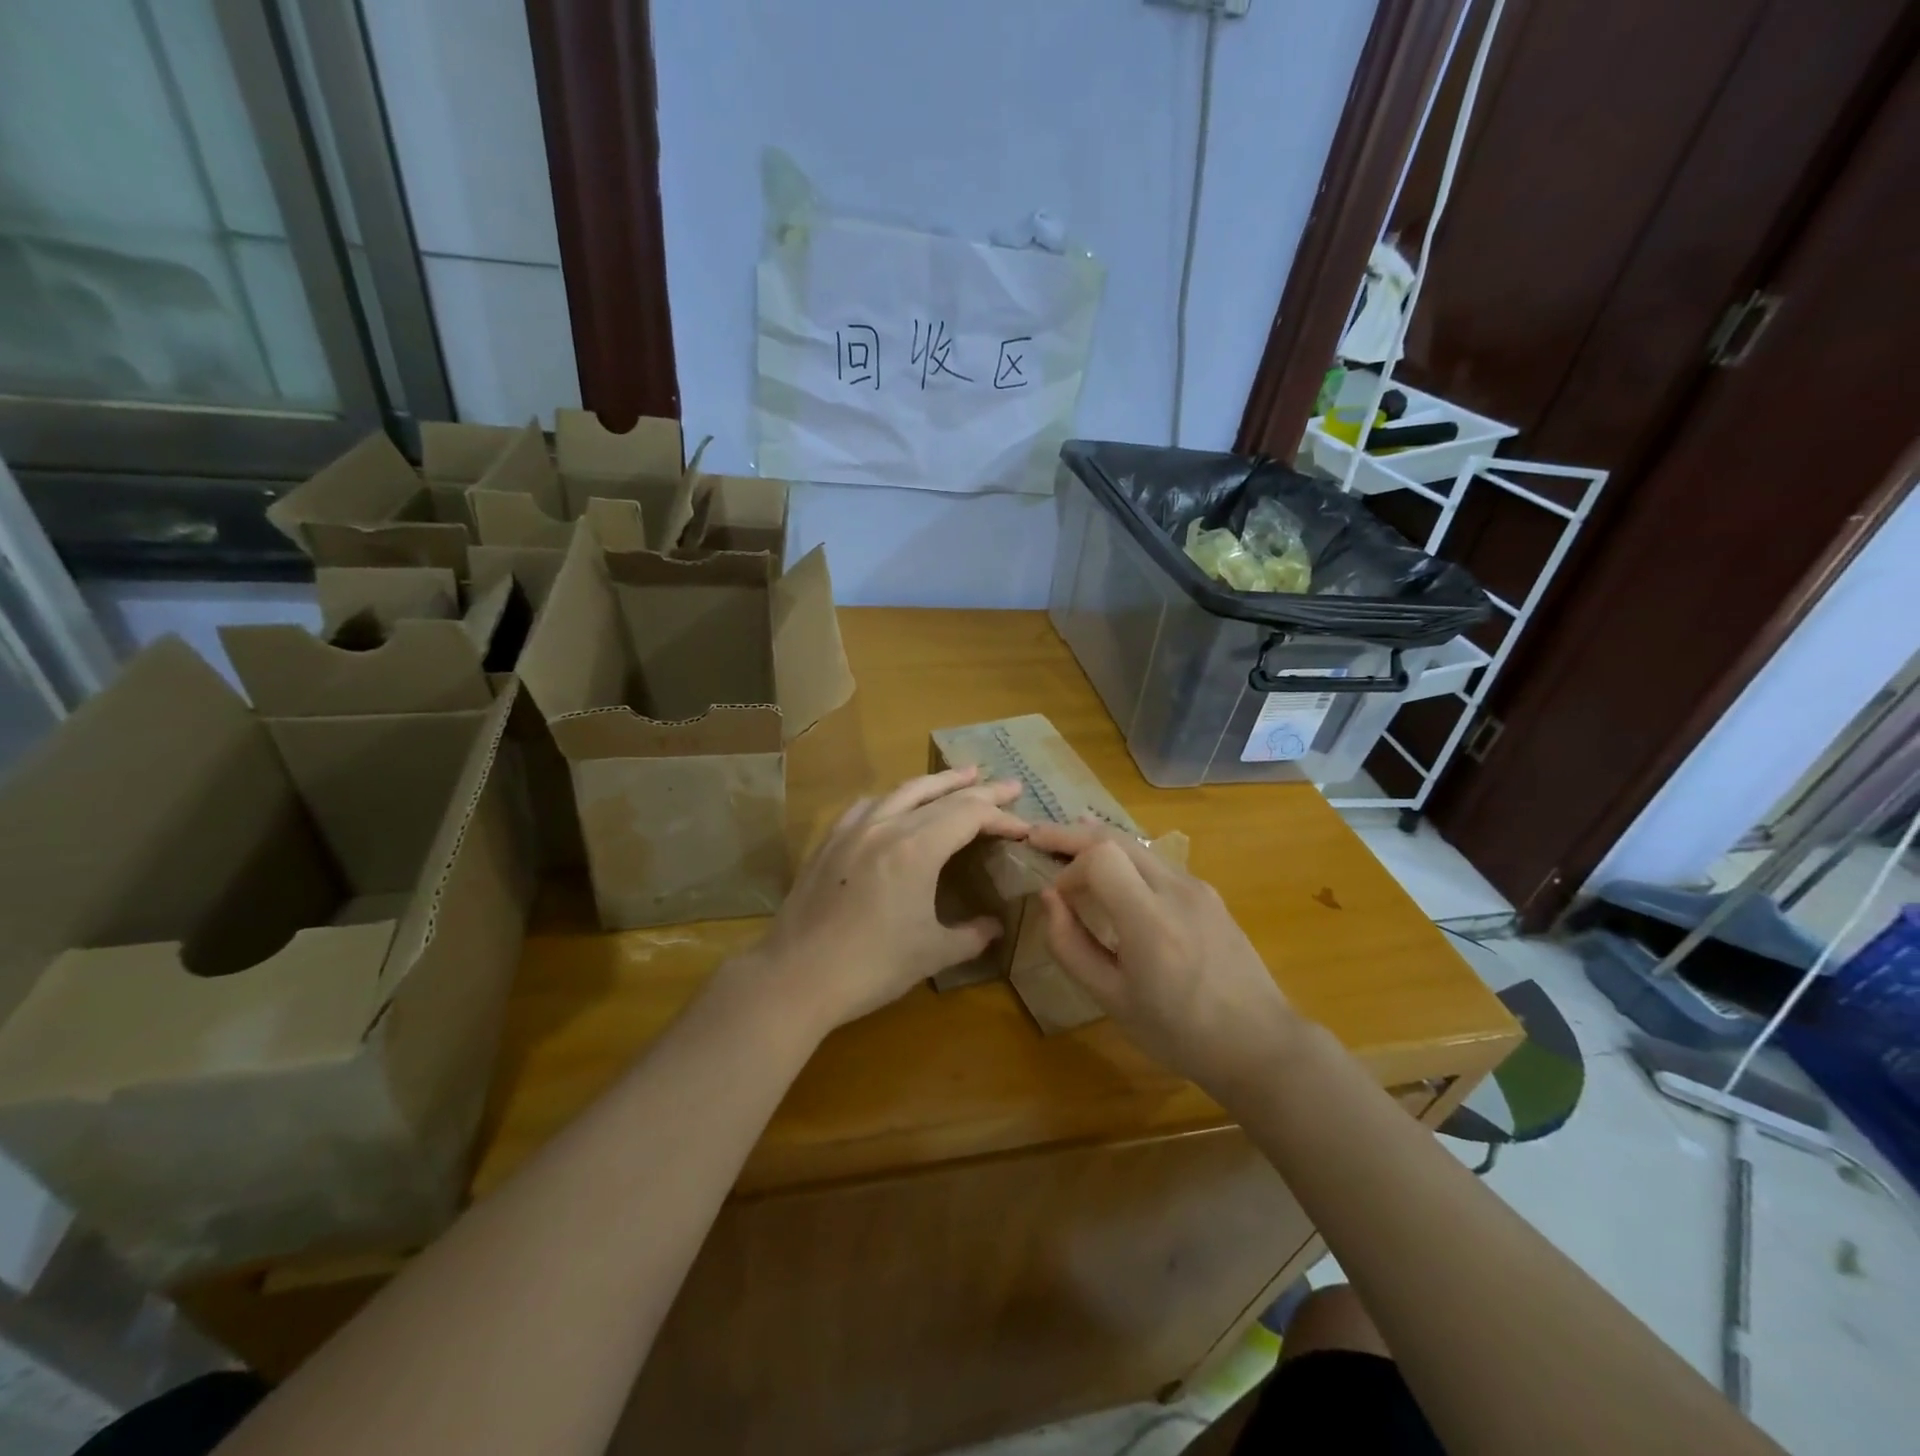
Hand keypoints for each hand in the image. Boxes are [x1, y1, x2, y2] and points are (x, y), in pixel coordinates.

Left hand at [745, 767, 1028, 1033]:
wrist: (795, 977)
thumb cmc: (871, 967)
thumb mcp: (932, 954)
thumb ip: (971, 935)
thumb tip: (995, 927)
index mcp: (916, 848)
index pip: (969, 815)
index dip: (1001, 817)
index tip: (1024, 828)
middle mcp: (886, 826)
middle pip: (941, 795)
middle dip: (979, 789)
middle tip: (1009, 785)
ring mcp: (852, 830)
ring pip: (903, 791)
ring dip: (937, 783)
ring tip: (962, 776)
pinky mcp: (829, 842)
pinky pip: (868, 805)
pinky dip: (894, 798)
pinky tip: (896, 804)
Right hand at [1028, 822, 1302, 1100]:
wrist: (1260, 1044)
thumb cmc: (1180, 1033)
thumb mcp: (1113, 1000)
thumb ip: (1072, 946)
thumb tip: (1049, 899)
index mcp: (1150, 920)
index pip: (1100, 857)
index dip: (1068, 867)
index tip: (1056, 898)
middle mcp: (1176, 889)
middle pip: (1116, 838)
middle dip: (1072, 835)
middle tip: (1036, 838)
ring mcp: (1197, 886)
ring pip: (1137, 845)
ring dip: (1098, 842)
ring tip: (1065, 845)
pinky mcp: (1208, 893)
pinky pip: (1157, 862)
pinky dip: (1125, 858)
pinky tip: (1111, 871)